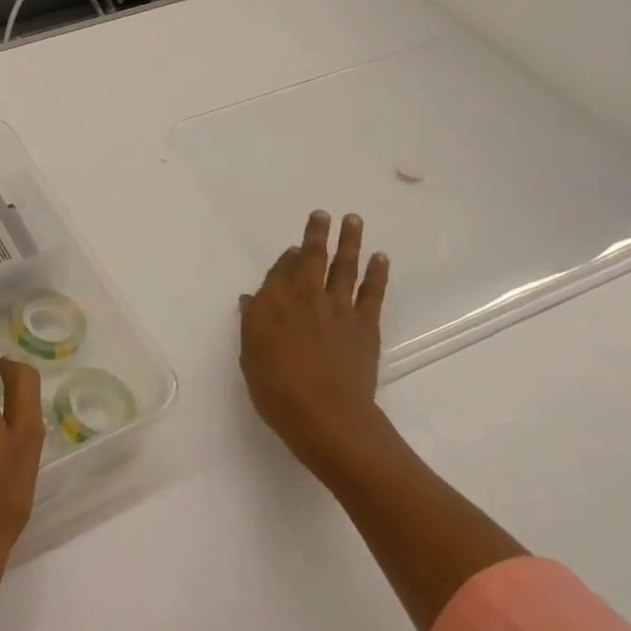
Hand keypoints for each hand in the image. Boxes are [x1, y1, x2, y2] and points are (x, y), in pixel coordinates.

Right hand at [240, 210, 391, 480]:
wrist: (326, 416)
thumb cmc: (277, 390)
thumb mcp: (250, 355)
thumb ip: (253, 322)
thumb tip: (253, 299)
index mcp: (274, 302)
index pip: (280, 270)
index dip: (286, 258)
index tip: (292, 248)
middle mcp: (306, 296)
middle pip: (312, 257)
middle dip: (317, 234)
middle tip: (323, 214)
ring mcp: (338, 309)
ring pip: (344, 266)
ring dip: (349, 242)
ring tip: (353, 220)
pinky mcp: (365, 325)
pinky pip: (372, 292)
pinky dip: (377, 273)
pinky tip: (380, 258)